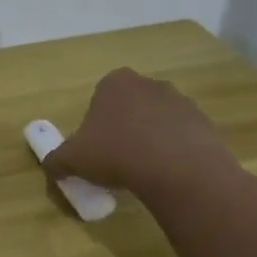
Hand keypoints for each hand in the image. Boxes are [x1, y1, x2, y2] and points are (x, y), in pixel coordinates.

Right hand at [45, 68, 236, 197]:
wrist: (178, 169)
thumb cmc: (116, 153)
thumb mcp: (72, 159)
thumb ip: (56, 160)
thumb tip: (52, 167)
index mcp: (115, 83)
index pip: (99, 99)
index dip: (94, 125)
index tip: (94, 149)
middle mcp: (149, 84)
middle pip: (129, 107)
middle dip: (123, 129)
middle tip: (116, 160)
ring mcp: (180, 101)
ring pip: (156, 121)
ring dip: (149, 140)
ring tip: (142, 171)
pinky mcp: (204, 123)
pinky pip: (181, 137)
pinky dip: (173, 152)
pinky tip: (166, 174)